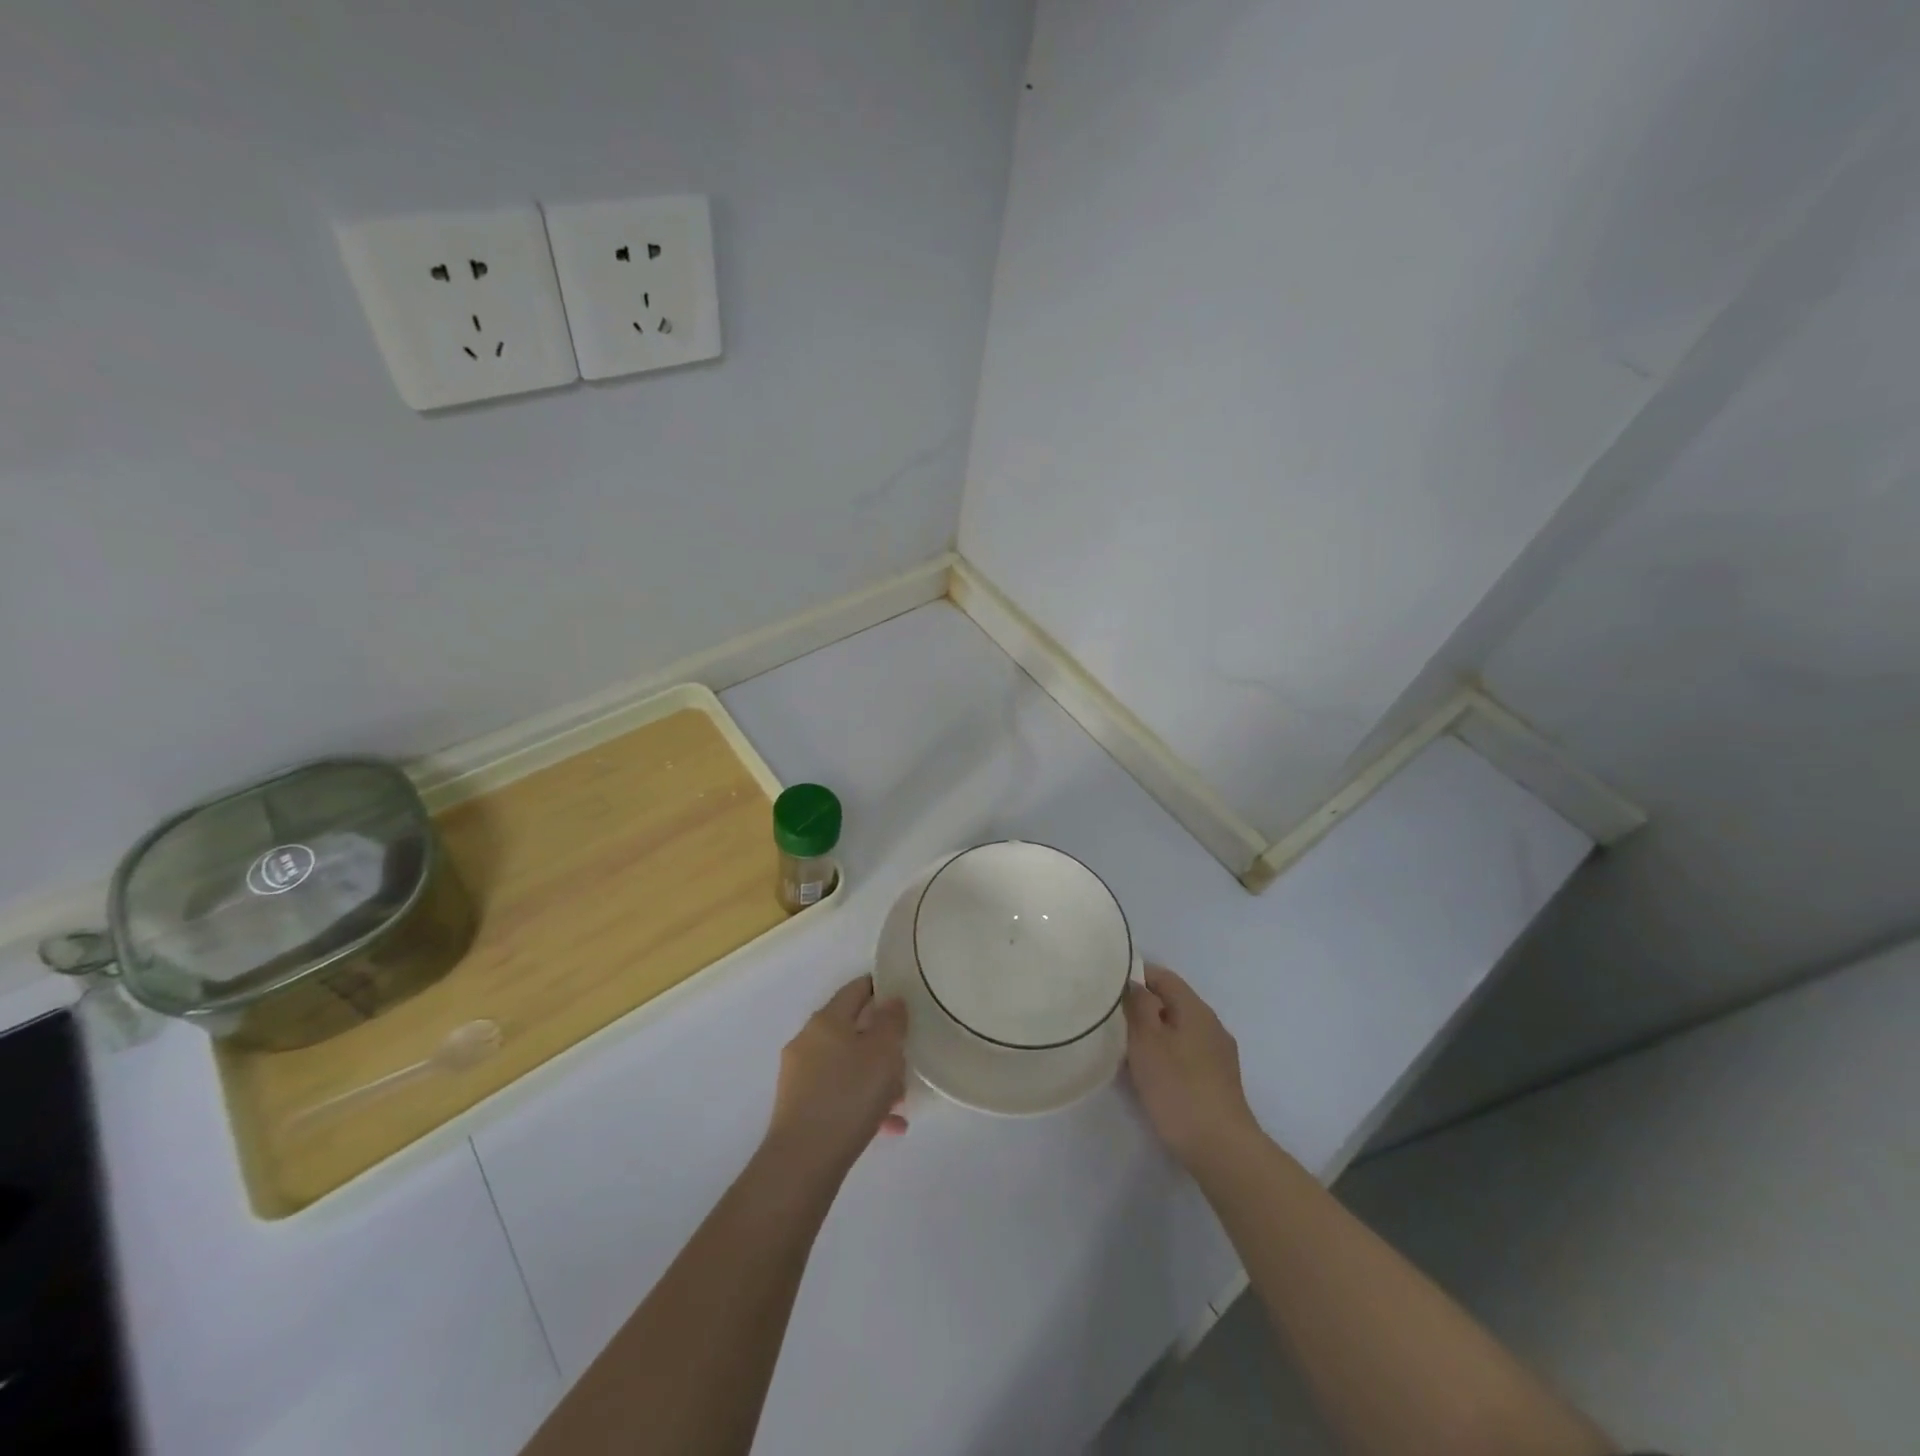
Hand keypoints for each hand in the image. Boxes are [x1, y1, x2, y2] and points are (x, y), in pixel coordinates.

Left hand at [765, 976, 908, 1173]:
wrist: (803, 1161)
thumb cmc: (849, 1095)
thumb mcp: (884, 1053)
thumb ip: (892, 1021)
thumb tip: (891, 1001)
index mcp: (826, 1020)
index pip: (856, 989)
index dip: (880, 987)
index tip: (903, 995)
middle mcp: (808, 1041)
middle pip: (851, 1029)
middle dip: (880, 1042)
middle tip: (906, 1056)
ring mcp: (799, 1075)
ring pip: (846, 1064)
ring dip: (873, 1076)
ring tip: (900, 1099)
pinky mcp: (798, 1106)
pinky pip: (837, 1093)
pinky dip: (860, 1101)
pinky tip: (887, 1125)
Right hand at [1123, 965, 1259, 1169]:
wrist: (1222, 1149)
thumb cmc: (1178, 1088)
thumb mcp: (1147, 1041)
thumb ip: (1138, 1006)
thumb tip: (1135, 984)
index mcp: (1196, 1009)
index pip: (1163, 976)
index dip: (1136, 975)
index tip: (1109, 987)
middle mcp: (1211, 1025)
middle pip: (1173, 1003)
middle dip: (1143, 1007)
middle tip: (1112, 1020)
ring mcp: (1219, 1054)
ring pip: (1180, 1030)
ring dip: (1154, 1033)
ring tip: (1126, 1048)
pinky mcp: (1219, 1081)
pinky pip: (1187, 1053)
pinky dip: (1167, 1054)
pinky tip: (1152, 1074)